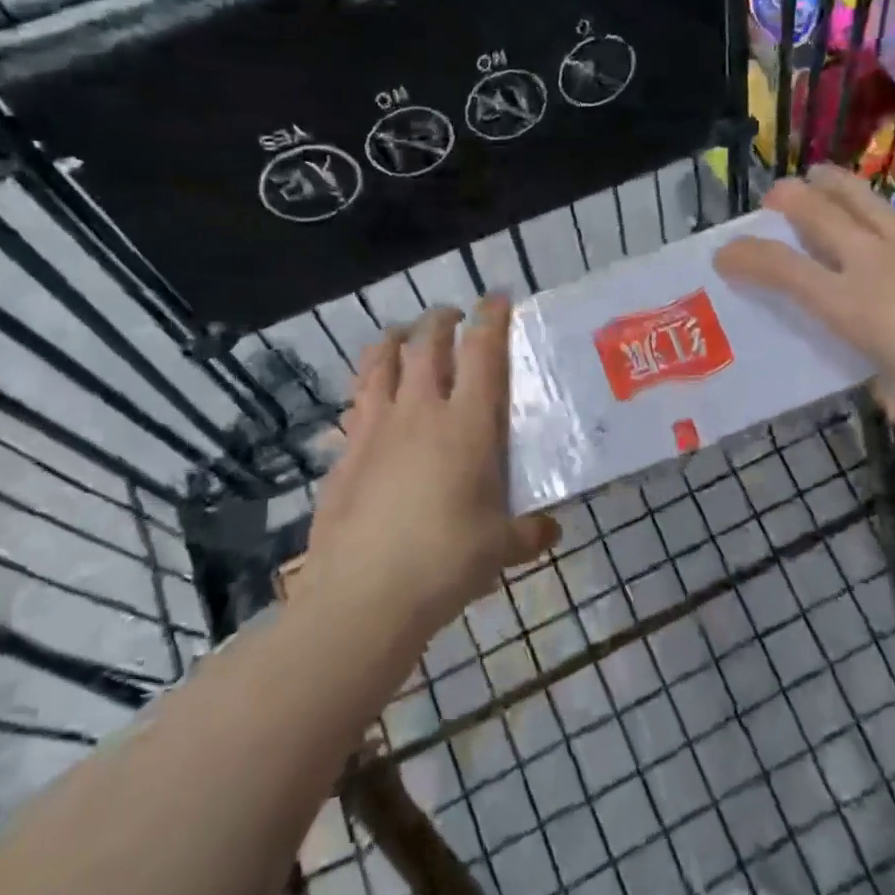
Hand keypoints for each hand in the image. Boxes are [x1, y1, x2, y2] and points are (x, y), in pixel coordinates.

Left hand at [303, 297, 559, 645]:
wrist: (363, 596)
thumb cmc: (445, 562)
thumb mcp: (500, 549)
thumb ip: (529, 533)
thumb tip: (550, 529)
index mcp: (467, 423)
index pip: (483, 351)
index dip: (492, 317)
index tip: (498, 298)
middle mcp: (420, 410)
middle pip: (428, 343)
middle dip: (442, 319)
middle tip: (453, 317)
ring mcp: (376, 427)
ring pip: (382, 361)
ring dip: (395, 339)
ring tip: (403, 335)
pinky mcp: (345, 451)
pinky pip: (355, 402)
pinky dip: (366, 386)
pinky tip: (369, 396)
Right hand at [713, 165, 894, 435]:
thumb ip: (883, 378)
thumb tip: (889, 368)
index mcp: (850, 304)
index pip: (781, 270)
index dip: (745, 257)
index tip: (725, 253)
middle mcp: (875, 262)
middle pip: (818, 211)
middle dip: (787, 198)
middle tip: (775, 196)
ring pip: (864, 197)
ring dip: (833, 184)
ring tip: (820, 178)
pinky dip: (889, 220)